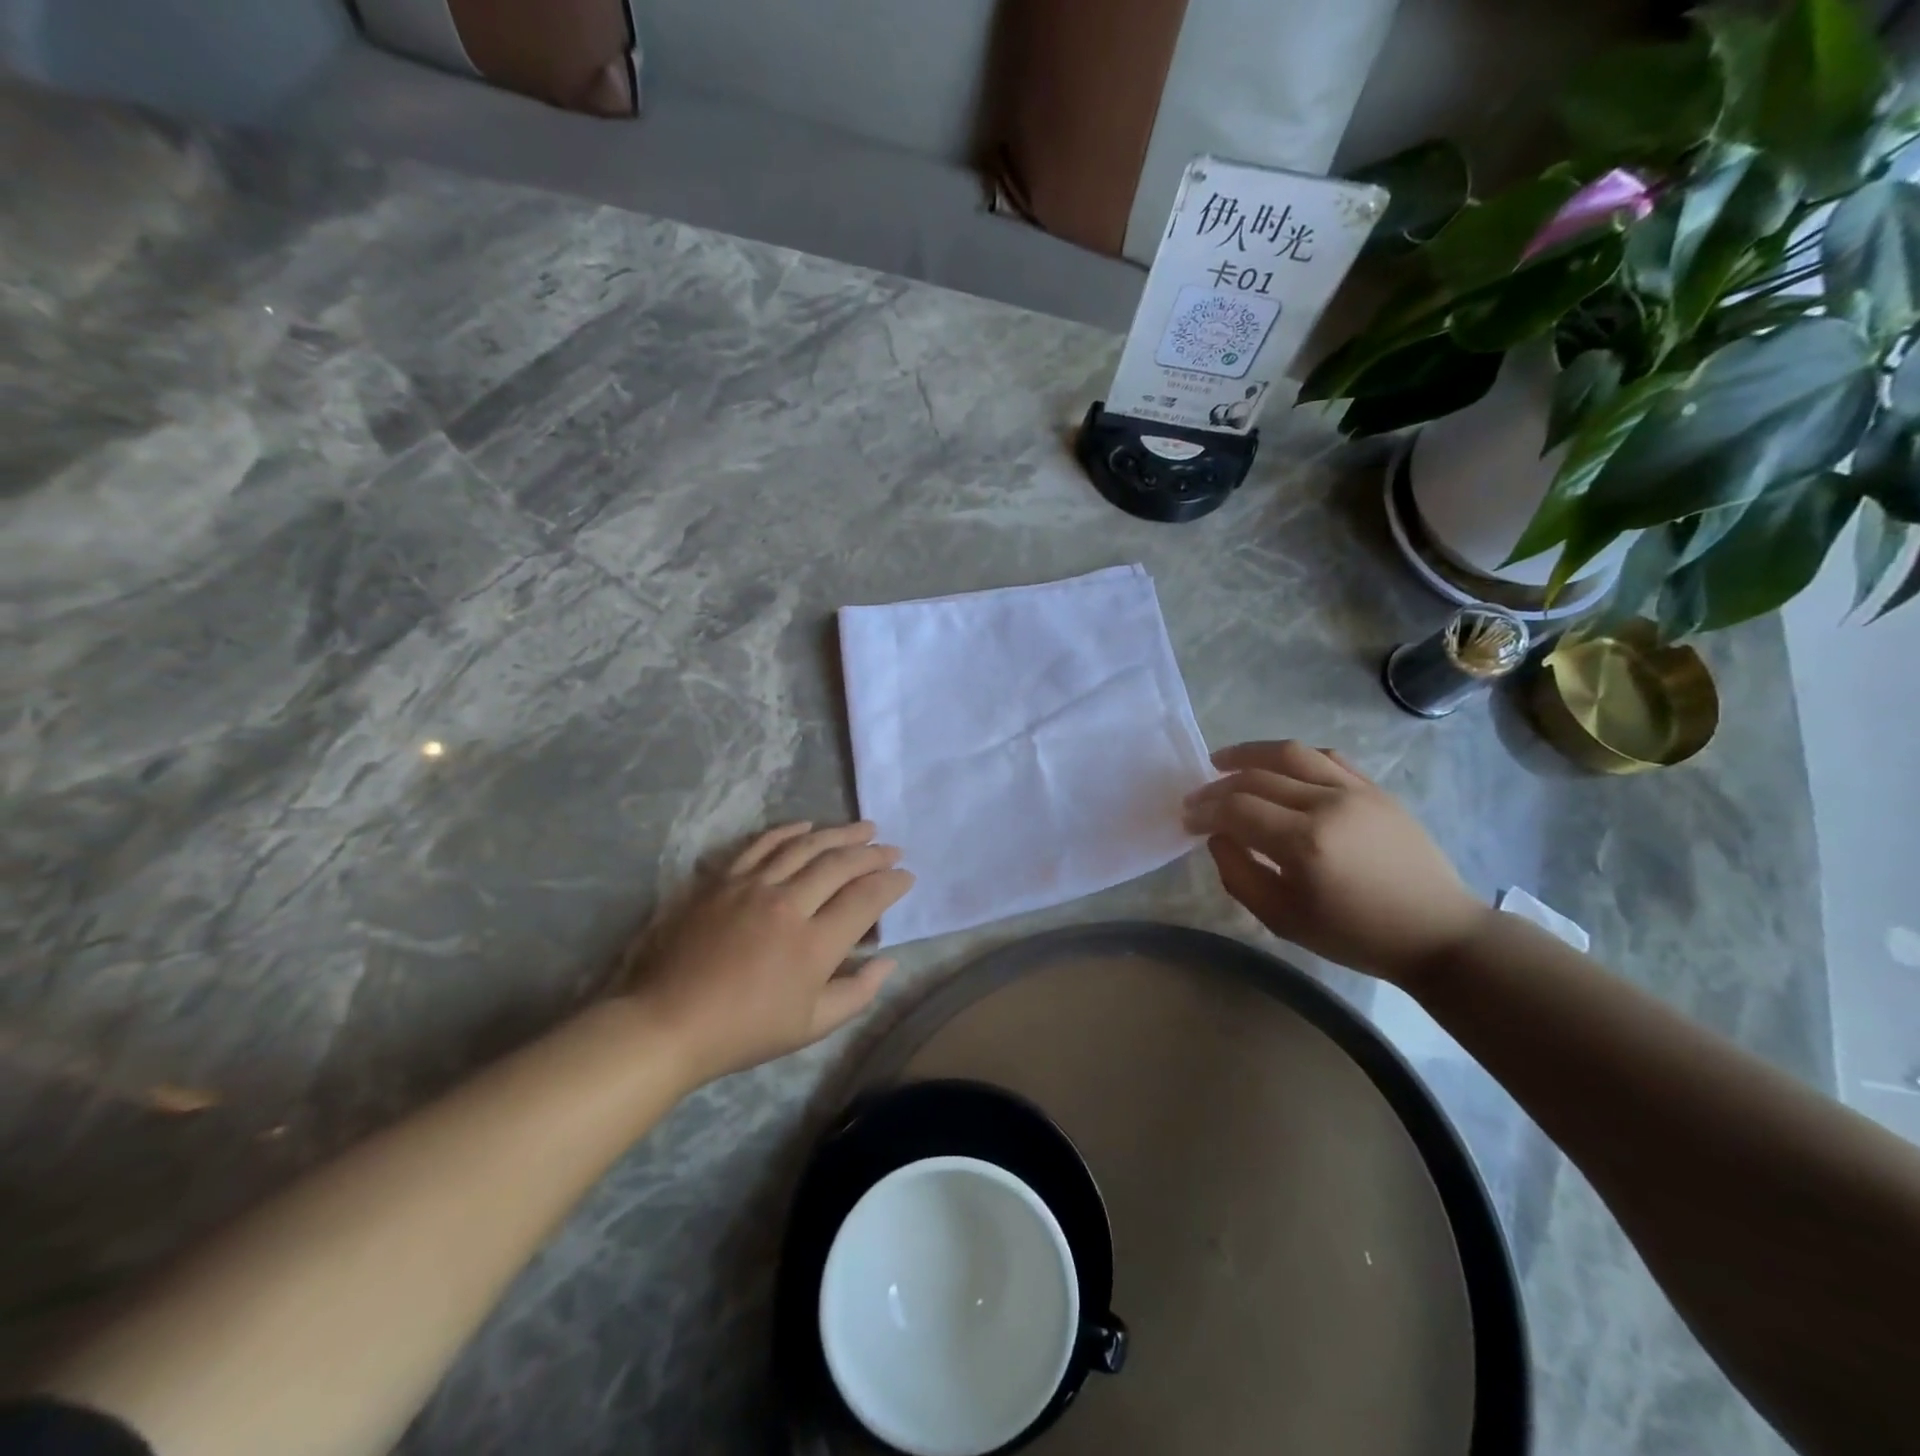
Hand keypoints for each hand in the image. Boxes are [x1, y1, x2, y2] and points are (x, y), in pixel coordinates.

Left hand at [625, 821, 913, 1085]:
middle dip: (873, 853)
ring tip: (863, 828)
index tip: (906, 876)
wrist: (668, 1021)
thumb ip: (857, 993)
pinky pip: (762, 844)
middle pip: (840, 864)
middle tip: (892, 848)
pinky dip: (789, 831)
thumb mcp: (810, 1026)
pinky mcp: (723, 879)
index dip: (892, 884)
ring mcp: (752, 886)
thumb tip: (888, 961)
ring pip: (806, 846)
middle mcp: (788, 904)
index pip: (865, 899)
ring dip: (839, 834)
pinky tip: (807, 825)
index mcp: (814, 945)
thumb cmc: (744, 1031)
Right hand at [1183, 741, 1491, 986]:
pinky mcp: (1375, 789)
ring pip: (1290, 754)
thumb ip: (1238, 875)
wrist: (1436, 932)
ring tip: (1223, 760)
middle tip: (1197, 798)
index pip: (1236, 809)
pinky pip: (1326, 758)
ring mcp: (1355, 791)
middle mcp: (1327, 805)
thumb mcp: (1282, 920)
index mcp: (1304, 843)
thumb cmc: (1354, 935)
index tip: (1186, 818)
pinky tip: (1277, 767)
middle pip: (1256, 777)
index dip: (1204, 810)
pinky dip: (1293, 757)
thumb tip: (1217, 837)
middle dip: (1217, 785)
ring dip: (1249, 753)